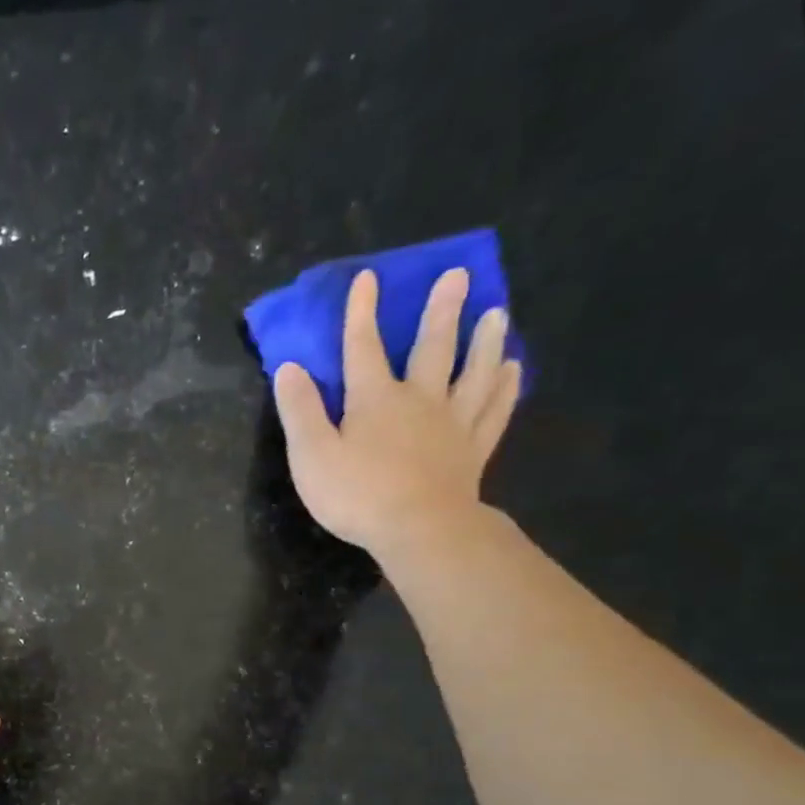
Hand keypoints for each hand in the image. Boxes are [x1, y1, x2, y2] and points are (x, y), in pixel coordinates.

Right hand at [273, 267, 521, 557]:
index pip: (363, 347)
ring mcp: (452, 424)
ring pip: (474, 372)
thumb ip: (300, 411)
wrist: (419, 528)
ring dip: (485, 341)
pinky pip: (494, 411)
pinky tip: (514, 371)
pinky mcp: (473, 450)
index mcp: (374, 400)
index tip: (367, 278)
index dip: (362, 313)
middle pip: (432, 348)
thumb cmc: (356, 494)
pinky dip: (505, 388)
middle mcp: (419, 400)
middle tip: (459, 275)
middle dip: (441, 311)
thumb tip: (289, 368)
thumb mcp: (311, 455)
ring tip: (497, 313)